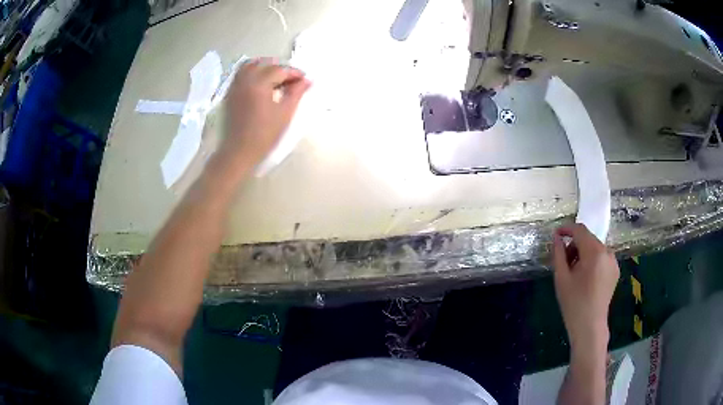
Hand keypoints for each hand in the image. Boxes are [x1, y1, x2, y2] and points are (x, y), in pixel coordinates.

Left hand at [221, 58, 310, 167]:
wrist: (238, 151)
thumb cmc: (264, 135)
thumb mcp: (285, 113)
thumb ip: (296, 93)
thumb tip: (306, 81)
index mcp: (259, 84)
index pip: (280, 70)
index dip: (294, 73)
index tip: (304, 80)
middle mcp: (245, 80)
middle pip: (265, 64)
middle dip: (280, 68)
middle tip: (292, 80)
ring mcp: (235, 86)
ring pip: (250, 66)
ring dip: (265, 67)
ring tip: (275, 78)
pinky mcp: (229, 94)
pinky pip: (240, 75)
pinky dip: (252, 73)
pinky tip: (260, 84)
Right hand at [552, 224, 619, 351]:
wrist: (590, 326)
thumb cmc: (573, 303)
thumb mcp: (561, 278)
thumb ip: (559, 254)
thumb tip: (557, 237)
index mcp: (594, 252)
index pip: (580, 230)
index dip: (567, 229)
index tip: (556, 235)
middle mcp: (607, 252)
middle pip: (588, 238)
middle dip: (574, 245)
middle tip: (564, 262)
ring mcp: (613, 261)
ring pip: (595, 248)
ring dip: (583, 253)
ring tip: (574, 272)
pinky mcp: (615, 270)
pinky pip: (601, 257)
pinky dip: (592, 260)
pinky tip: (585, 278)